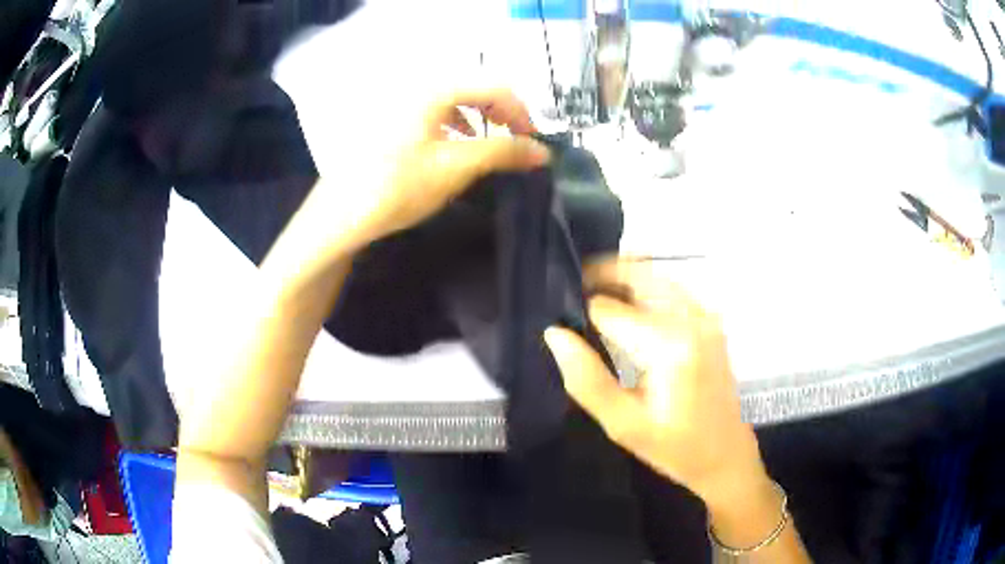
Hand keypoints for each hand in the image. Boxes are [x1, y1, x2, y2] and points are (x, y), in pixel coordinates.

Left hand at [362, 88, 551, 238]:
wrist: (339, 215)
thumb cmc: (398, 187)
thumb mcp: (456, 167)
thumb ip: (503, 152)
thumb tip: (543, 152)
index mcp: (433, 88)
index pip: (494, 86)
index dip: (521, 112)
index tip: (534, 141)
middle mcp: (416, 85)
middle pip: (473, 88)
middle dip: (500, 113)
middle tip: (516, 140)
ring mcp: (399, 101)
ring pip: (453, 99)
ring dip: (478, 117)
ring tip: (489, 142)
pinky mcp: (389, 118)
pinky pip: (433, 111)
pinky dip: (454, 123)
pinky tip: (455, 143)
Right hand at [543, 259, 767, 507]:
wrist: (725, 453)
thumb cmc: (674, 447)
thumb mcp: (623, 425)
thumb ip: (586, 379)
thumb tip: (555, 334)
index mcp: (670, 344)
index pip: (608, 309)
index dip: (579, 312)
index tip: (561, 324)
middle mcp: (691, 317)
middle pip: (637, 274)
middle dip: (600, 276)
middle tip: (570, 295)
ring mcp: (705, 315)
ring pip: (654, 276)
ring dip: (621, 279)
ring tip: (590, 298)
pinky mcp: (710, 321)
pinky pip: (670, 289)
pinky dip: (643, 289)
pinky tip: (625, 307)